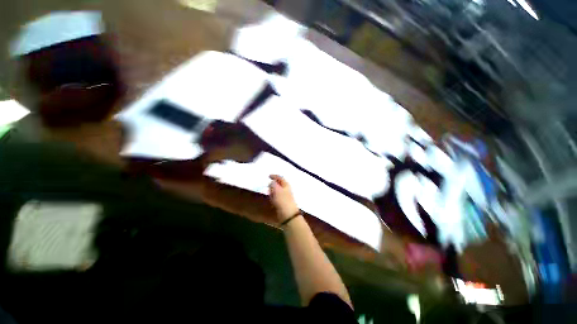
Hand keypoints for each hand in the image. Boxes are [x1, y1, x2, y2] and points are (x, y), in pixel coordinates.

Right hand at [268, 175, 299, 222]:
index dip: (274, 176)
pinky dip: (273, 197)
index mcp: (286, 185)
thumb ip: (273, 184)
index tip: (268, 176)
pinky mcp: (283, 203)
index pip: (280, 178)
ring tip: (268, 192)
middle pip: (279, 184)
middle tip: (267, 185)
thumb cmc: (282, 201)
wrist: (288, 215)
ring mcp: (285, 197)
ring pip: (277, 191)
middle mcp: (286, 190)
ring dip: (272, 190)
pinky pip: (277, 197)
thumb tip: (271, 182)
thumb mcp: (276, 190)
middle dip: (273, 183)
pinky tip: (271, 200)